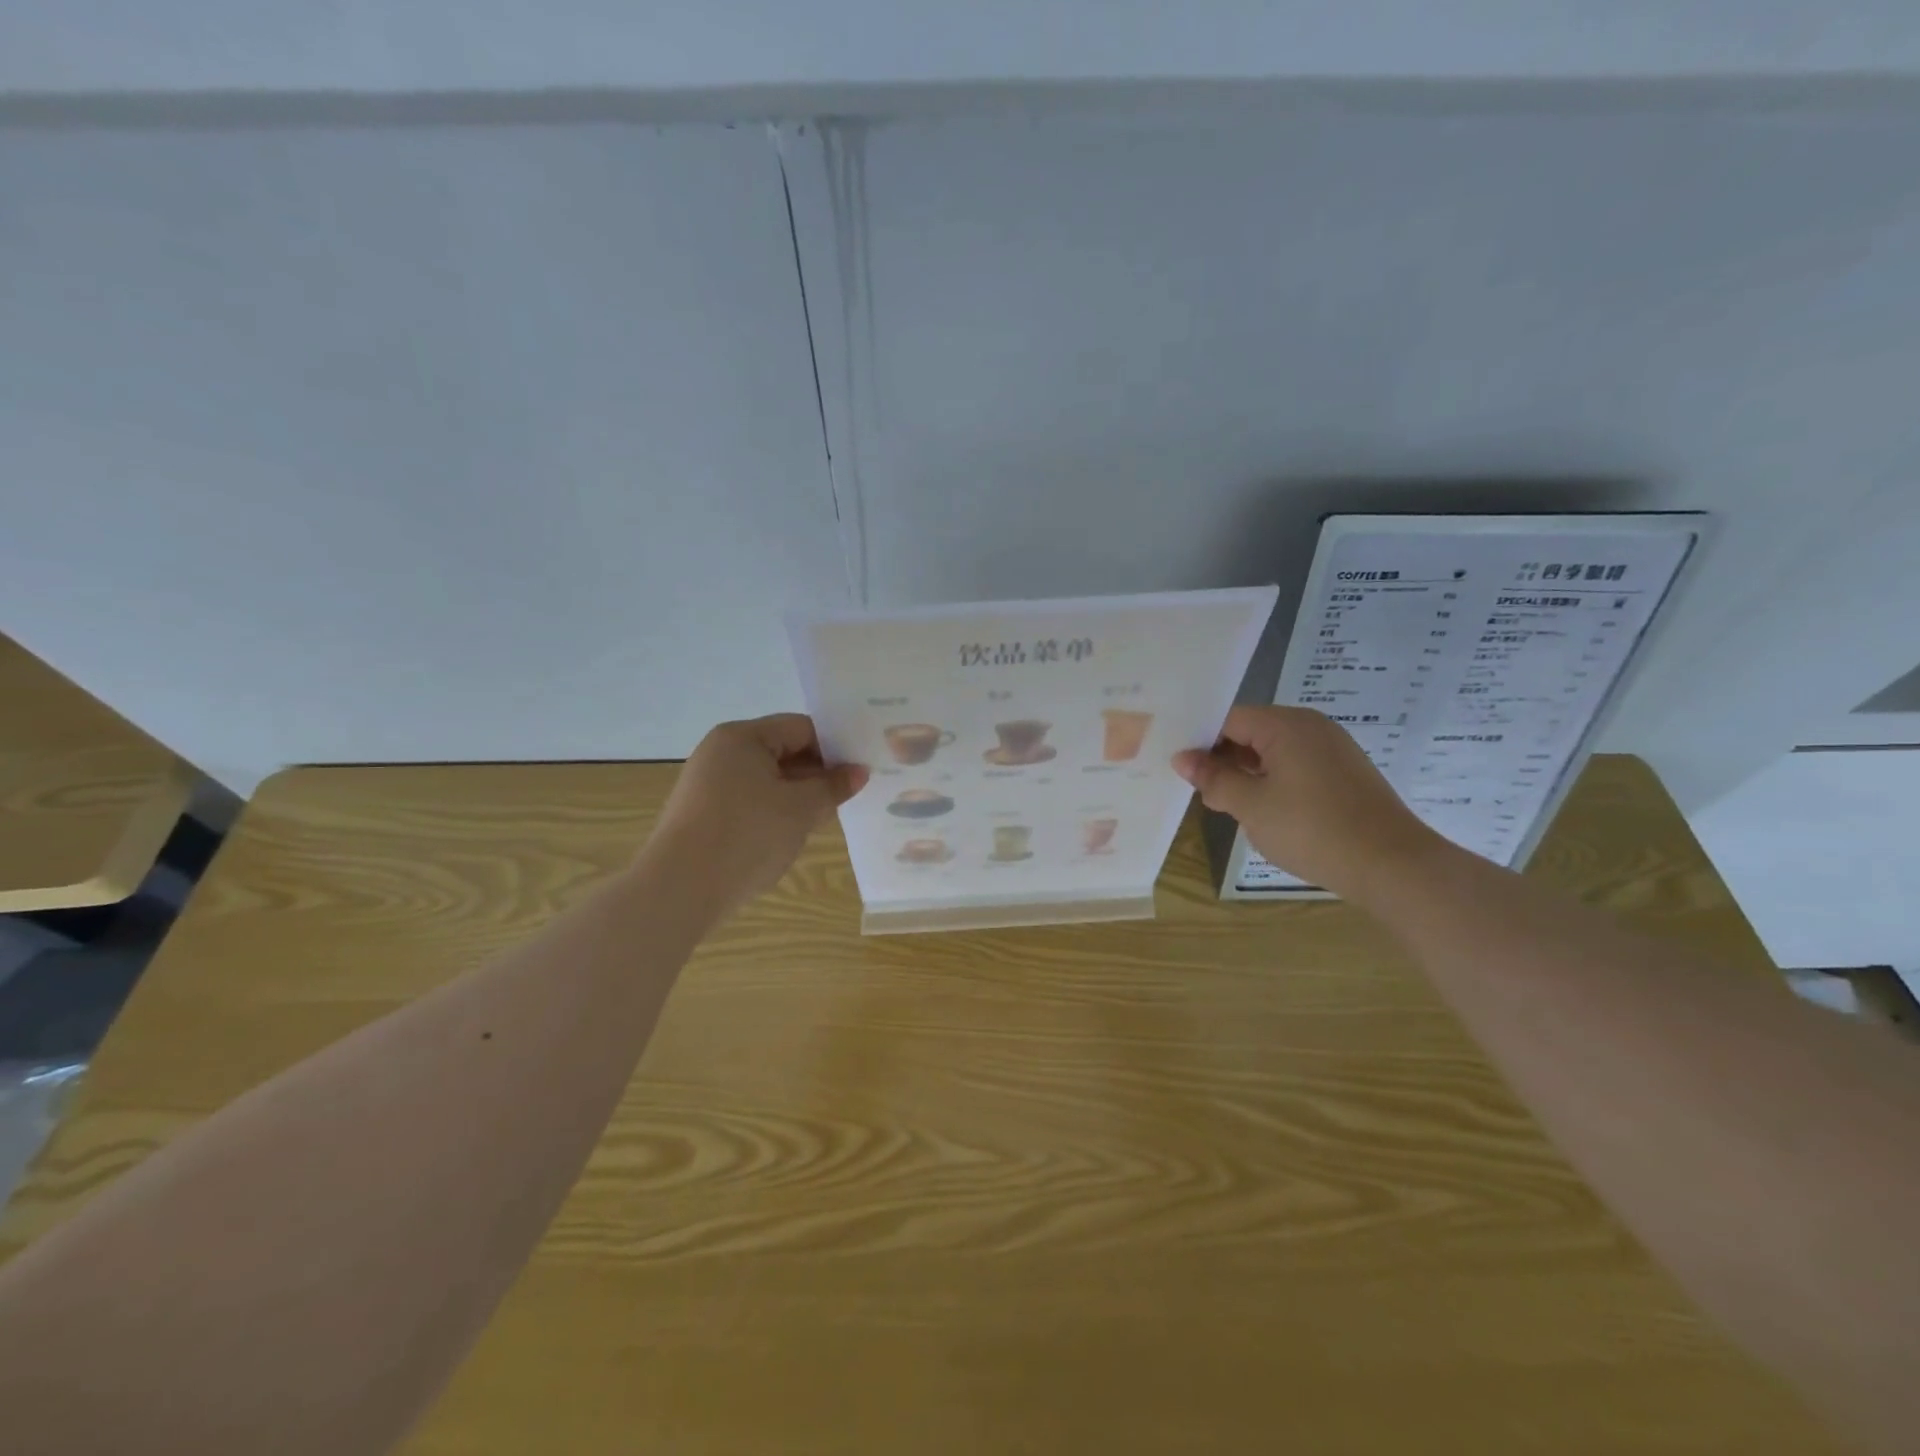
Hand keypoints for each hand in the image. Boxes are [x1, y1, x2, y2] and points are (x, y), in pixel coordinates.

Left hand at [645, 715, 868, 913]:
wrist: (680, 889)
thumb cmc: (747, 835)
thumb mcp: (801, 809)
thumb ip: (833, 787)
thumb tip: (859, 772)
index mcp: (742, 737)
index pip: (801, 728)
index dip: (834, 748)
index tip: (859, 773)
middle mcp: (721, 752)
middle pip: (783, 751)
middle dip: (816, 774)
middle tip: (848, 798)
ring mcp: (707, 784)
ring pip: (767, 780)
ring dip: (797, 796)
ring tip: (824, 819)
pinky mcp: (703, 814)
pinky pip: (749, 802)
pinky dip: (773, 813)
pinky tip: (790, 836)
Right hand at [1173, 706, 1444, 902]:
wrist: (1392, 865)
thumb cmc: (1312, 829)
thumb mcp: (1251, 806)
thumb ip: (1214, 779)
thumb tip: (1182, 759)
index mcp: (1286, 725)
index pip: (1229, 719)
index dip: (1201, 742)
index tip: (1182, 771)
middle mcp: (1311, 727)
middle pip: (1252, 732)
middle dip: (1223, 759)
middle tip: (1200, 791)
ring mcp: (1333, 749)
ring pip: (1274, 751)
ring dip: (1247, 773)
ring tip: (1228, 805)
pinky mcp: (1346, 773)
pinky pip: (1297, 766)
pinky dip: (1274, 782)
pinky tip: (1266, 812)